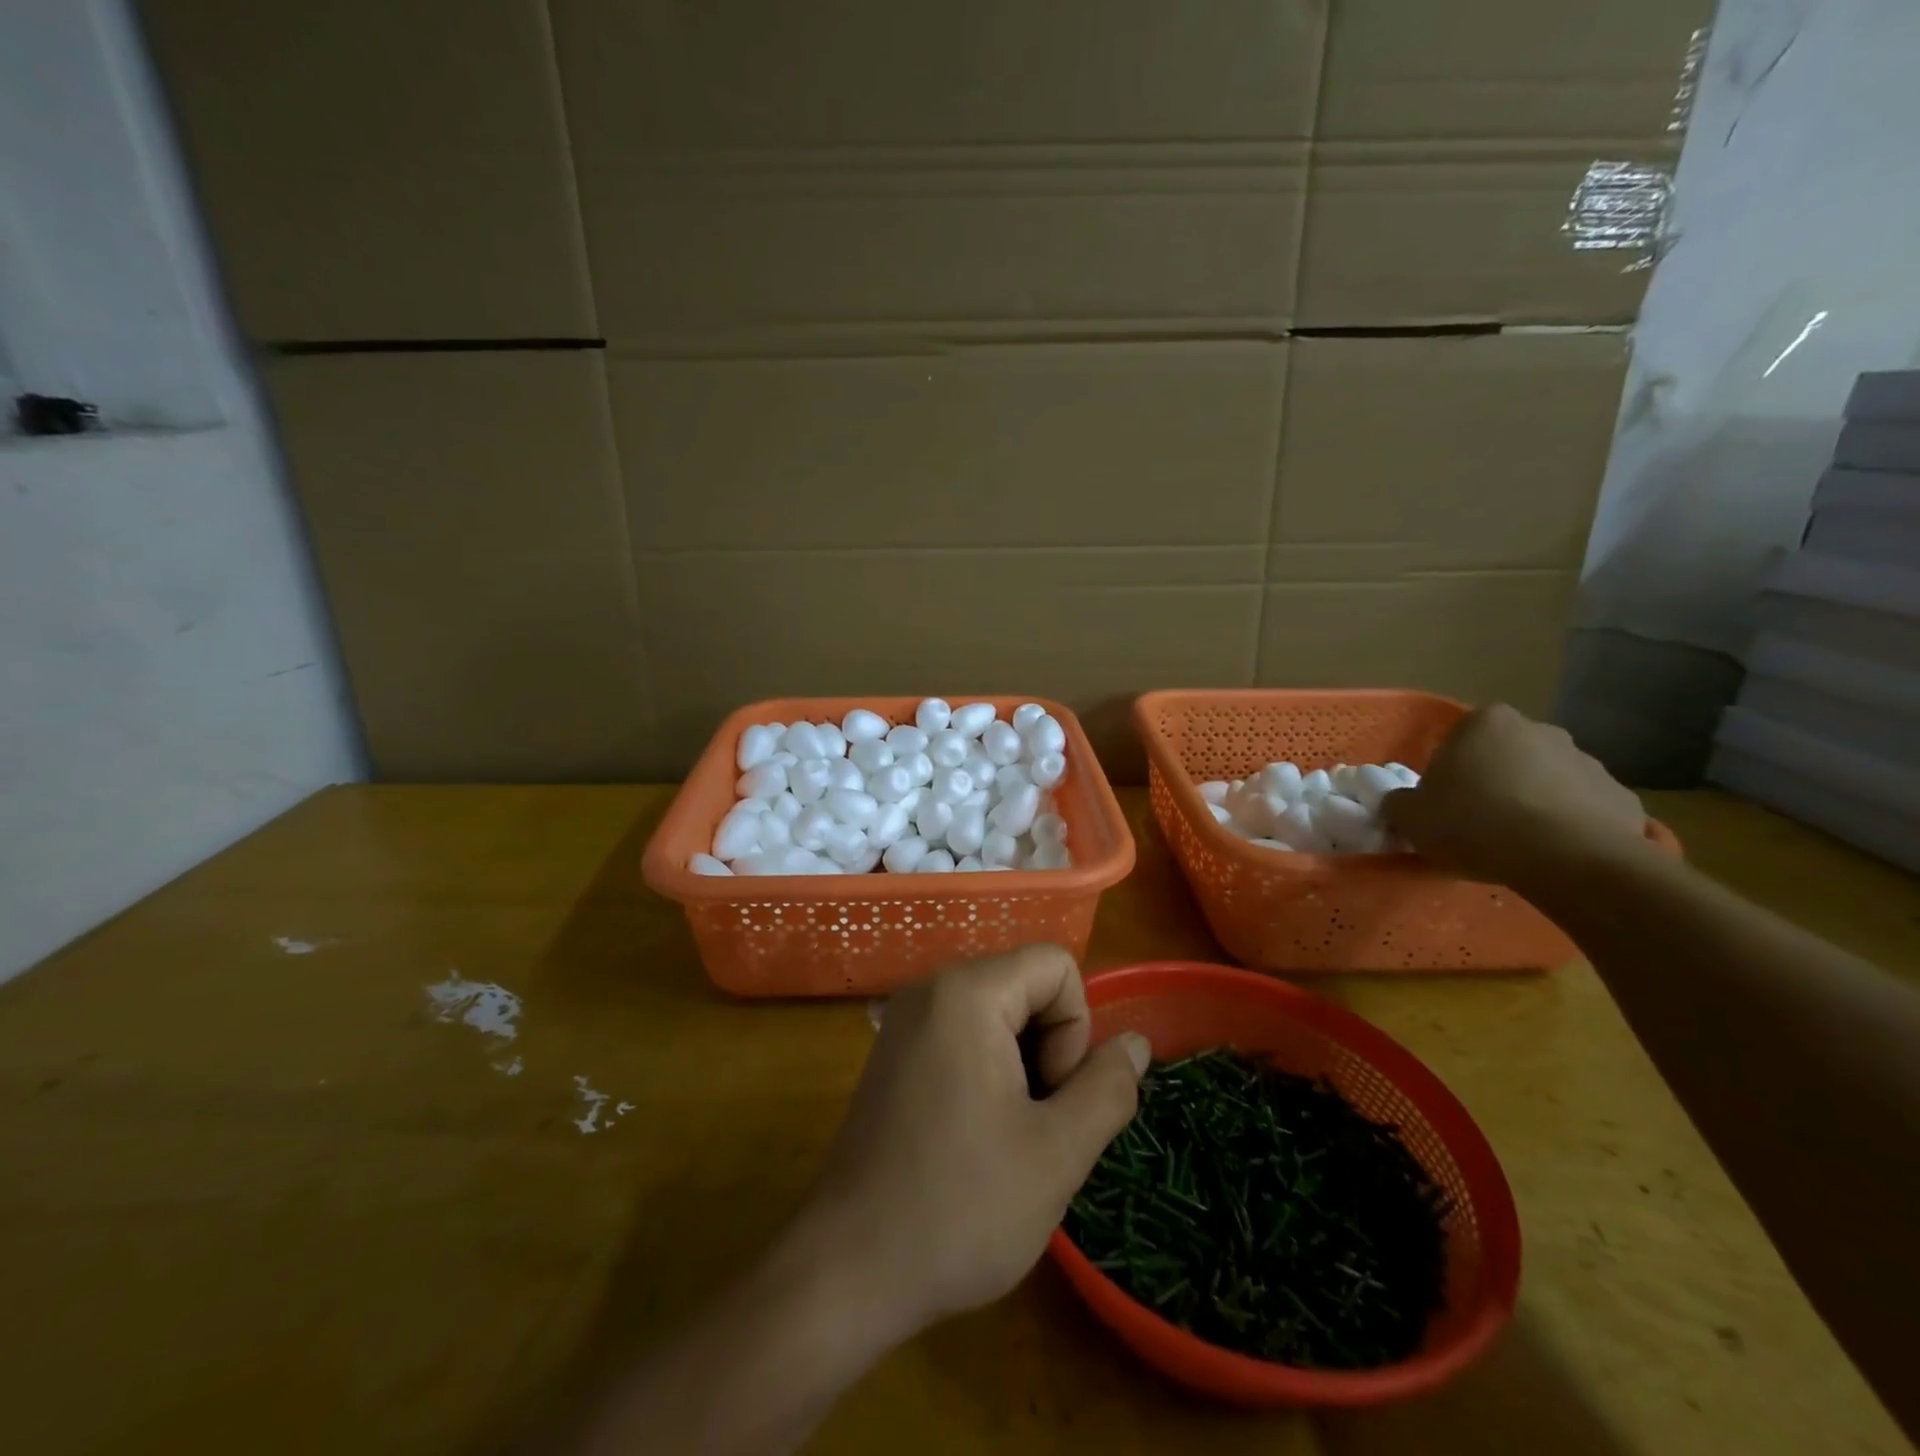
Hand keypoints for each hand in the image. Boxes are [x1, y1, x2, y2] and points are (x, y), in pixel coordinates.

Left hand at [798, 945, 1148, 1342]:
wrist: (848, 1270)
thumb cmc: (959, 1208)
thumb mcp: (1057, 1153)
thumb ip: (1108, 1088)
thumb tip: (1135, 1042)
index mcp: (966, 992)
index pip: (1056, 966)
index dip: (1074, 1030)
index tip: (1050, 1099)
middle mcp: (930, 988)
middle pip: (1026, 986)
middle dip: (1049, 1049)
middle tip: (1032, 1126)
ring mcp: (906, 1019)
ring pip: (999, 1014)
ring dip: (1022, 1067)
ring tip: (1006, 1137)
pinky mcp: (894, 1052)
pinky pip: (964, 1034)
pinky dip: (988, 1071)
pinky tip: (975, 1135)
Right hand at [1383, 703, 1648, 888]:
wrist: (1564, 858)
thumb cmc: (1473, 822)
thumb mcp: (1410, 816)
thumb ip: (1400, 803)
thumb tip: (1402, 804)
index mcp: (1485, 723)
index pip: (1458, 740)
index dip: (1448, 772)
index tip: (1444, 803)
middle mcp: (1540, 730)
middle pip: (1507, 756)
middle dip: (1495, 782)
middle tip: (1478, 822)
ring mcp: (1589, 762)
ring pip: (1548, 781)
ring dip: (1534, 803)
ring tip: (1519, 845)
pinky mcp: (1623, 798)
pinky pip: (1585, 810)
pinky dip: (1572, 827)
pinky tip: (1556, 855)